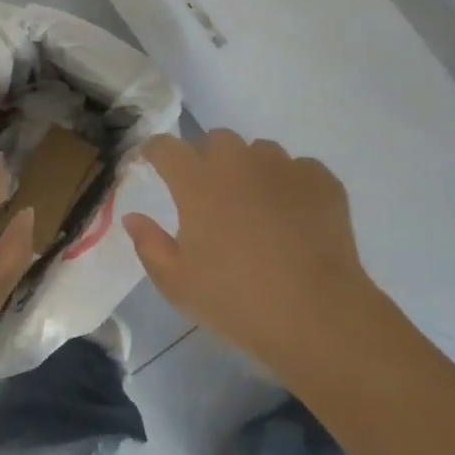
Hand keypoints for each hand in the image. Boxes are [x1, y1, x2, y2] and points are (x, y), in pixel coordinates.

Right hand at [123, 131, 387, 375]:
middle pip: (216, 139)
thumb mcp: (177, 283)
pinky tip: (292, 216)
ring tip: (254, 205)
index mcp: (198, 183)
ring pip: (259, 151)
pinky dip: (289, 185)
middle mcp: (239, 163)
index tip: (152, 163)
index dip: (155, 151)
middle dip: (206, 157)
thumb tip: (133, 217)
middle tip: (209, 193)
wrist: (316, 315)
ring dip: (249, 168)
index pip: (166, 147)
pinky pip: (298, 169)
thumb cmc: (236, 301)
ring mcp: (284, 168)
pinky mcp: (321, 180)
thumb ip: (149, 244)